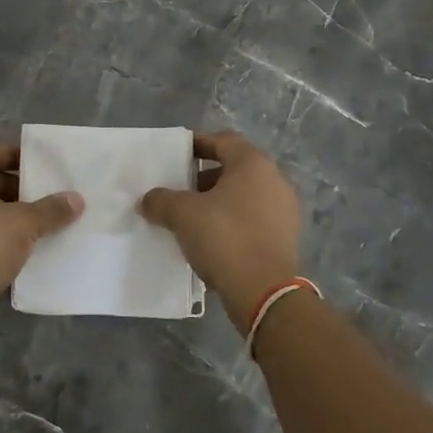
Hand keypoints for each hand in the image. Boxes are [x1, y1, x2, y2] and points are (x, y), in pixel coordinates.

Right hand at [139, 132, 301, 333]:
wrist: (264, 292)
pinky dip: (232, 221)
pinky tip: (212, 239)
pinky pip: (253, 218)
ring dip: (218, 202)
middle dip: (205, 178)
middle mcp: (275, 180)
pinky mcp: (285, 237)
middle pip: (235, 168)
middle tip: (180, 190)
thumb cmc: (224, 238)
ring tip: (192, 218)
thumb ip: (161, 200)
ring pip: (244, 195)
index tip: (177, 155)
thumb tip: (147, 200)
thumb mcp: (183, 215)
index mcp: (253, 164)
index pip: (223, 140)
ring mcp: (284, 210)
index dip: (198, 144)